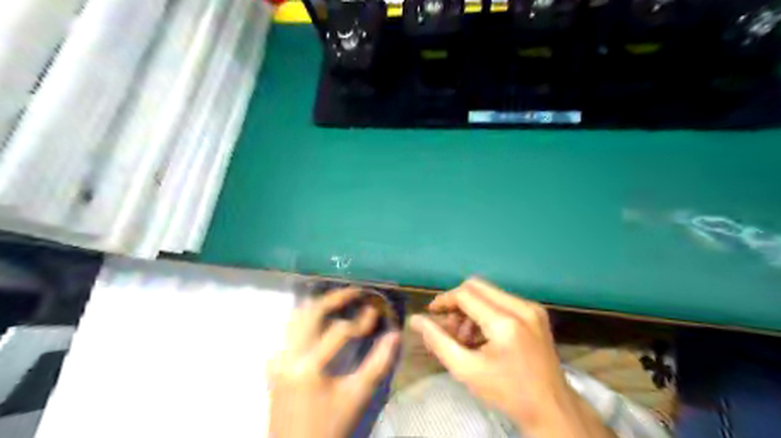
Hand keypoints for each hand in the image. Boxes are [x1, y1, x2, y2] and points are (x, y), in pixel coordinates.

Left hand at [270, 287, 402, 436]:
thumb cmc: (329, 426)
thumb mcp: (357, 396)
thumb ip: (378, 364)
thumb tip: (394, 335)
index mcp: (308, 366)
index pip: (339, 330)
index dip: (361, 320)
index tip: (375, 312)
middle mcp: (288, 355)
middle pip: (311, 312)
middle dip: (335, 298)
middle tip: (356, 292)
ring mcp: (277, 359)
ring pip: (296, 318)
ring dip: (319, 306)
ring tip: (340, 301)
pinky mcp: (274, 364)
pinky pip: (289, 332)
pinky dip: (307, 320)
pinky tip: (321, 322)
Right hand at [411, 279, 613, 435]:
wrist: (552, 408)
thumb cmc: (507, 392)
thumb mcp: (466, 370)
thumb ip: (438, 341)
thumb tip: (415, 320)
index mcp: (505, 322)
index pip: (465, 294)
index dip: (444, 300)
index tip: (431, 314)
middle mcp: (521, 306)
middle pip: (477, 287)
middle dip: (457, 303)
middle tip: (449, 327)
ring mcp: (531, 308)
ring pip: (489, 293)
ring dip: (471, 309)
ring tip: (465, 338)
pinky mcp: (536, 312)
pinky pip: (502, 301)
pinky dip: (486, 313)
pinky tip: (482, 336)